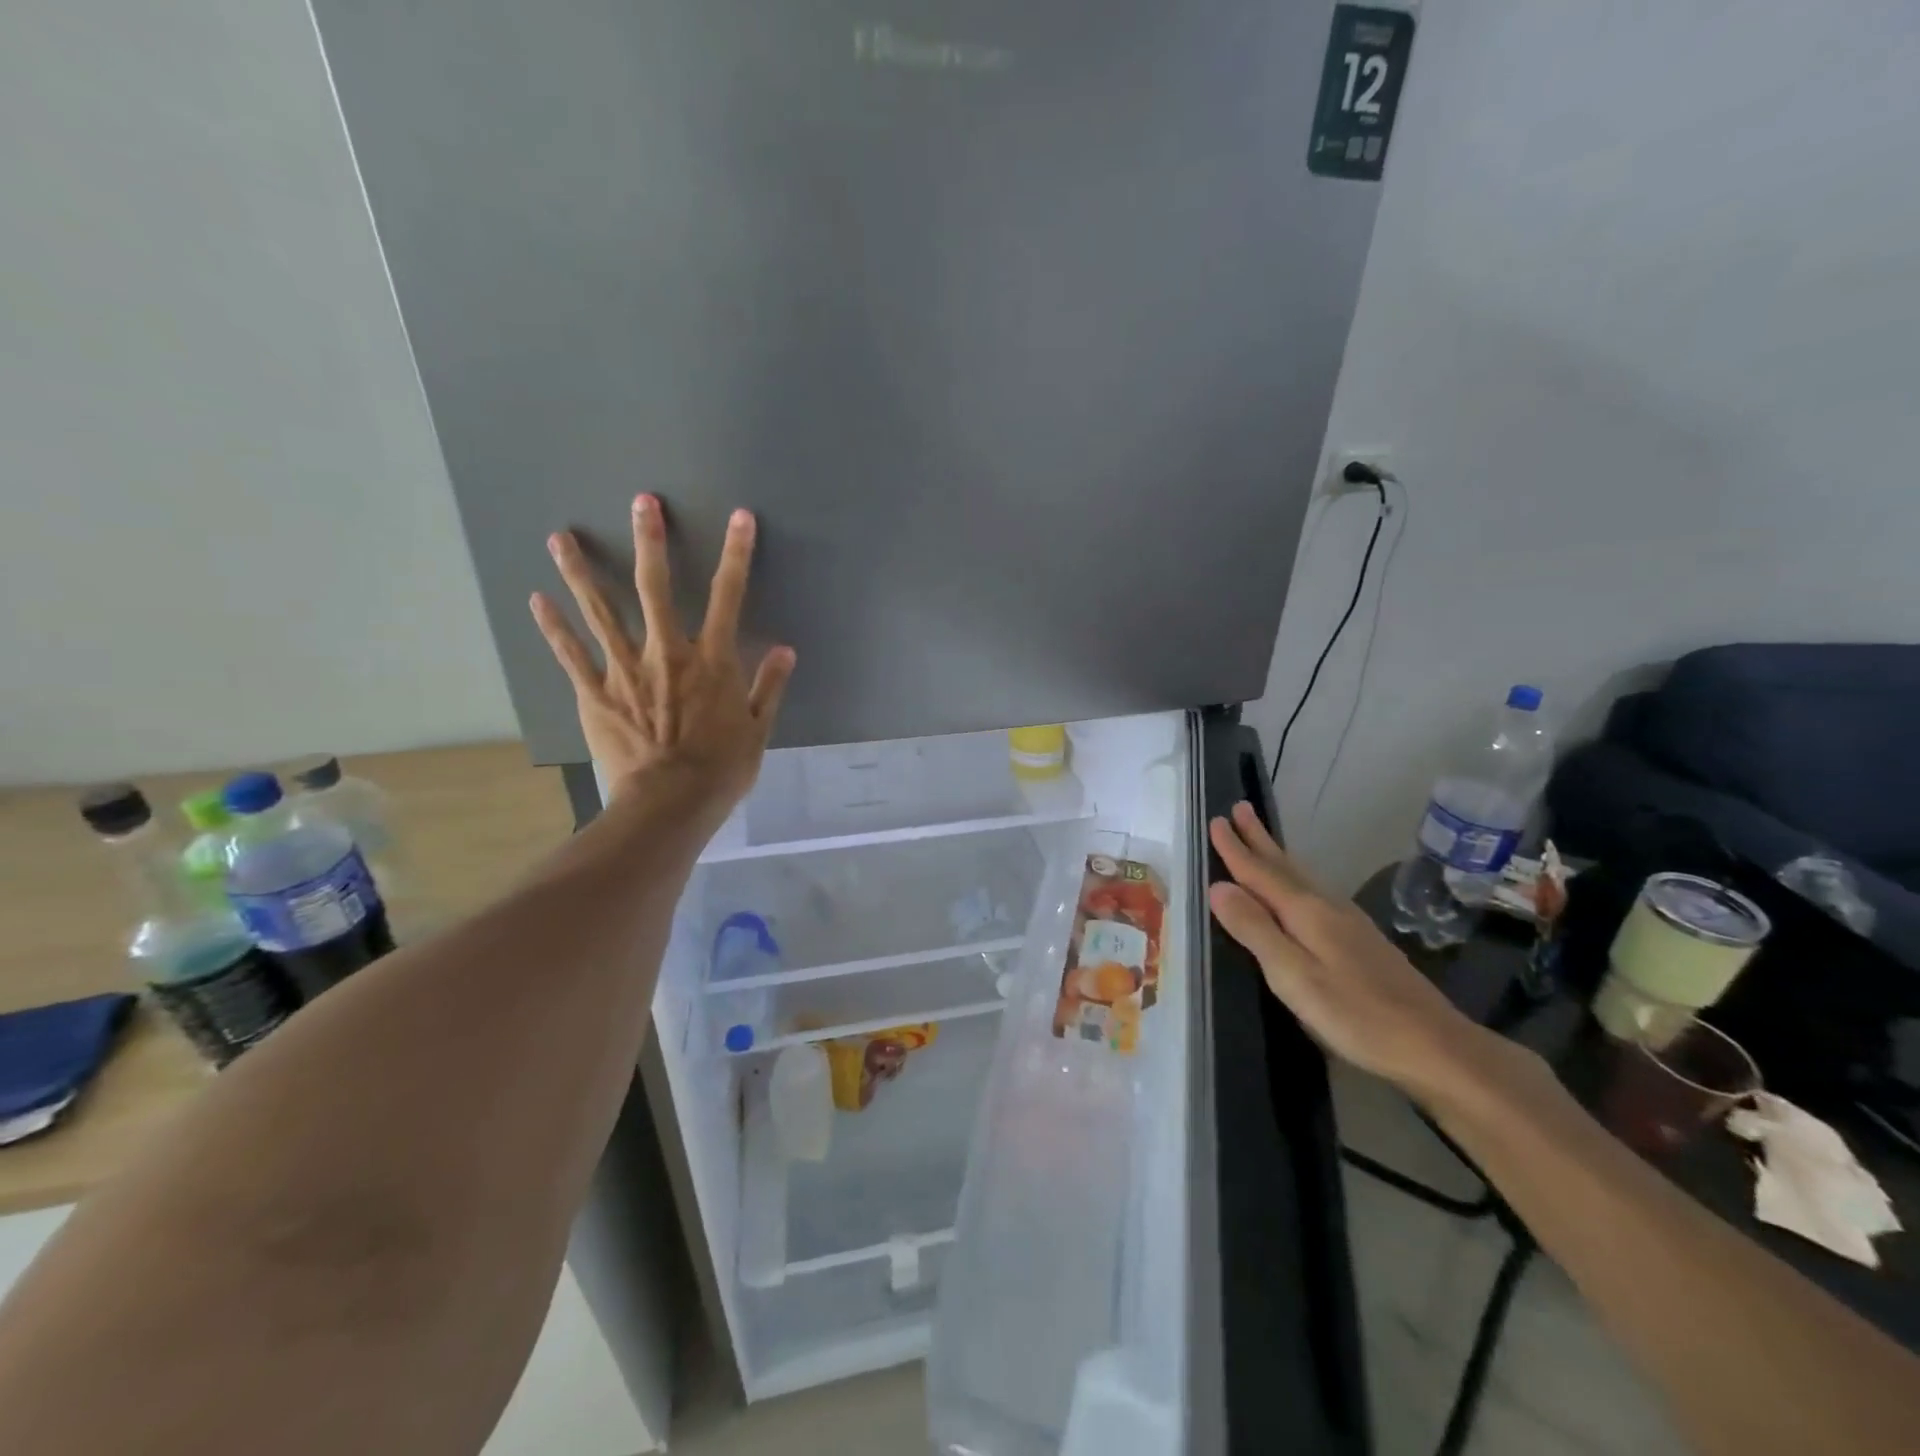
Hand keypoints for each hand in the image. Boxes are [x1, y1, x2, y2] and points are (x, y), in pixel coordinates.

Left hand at [529, 495, 795, 814]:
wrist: (670, 803)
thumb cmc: (721, 769)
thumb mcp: (759, 729)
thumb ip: (769, 686)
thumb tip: (784, 651)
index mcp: (711, 660)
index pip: (728, 596)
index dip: (737, 554)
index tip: (740, 517)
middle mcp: (667, 653)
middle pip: (655, 587)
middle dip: (651, 541)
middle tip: (642, 503)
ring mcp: (624, 670)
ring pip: (600, 611)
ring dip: (581, 572)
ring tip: (561, 538)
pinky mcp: (594, 694)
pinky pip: (571, 654)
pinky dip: (553, 627)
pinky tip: (536, 599)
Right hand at [1208, 802, 1496, 1105]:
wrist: (1435, 1046)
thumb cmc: (1356, 1015)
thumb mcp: (1293, 976)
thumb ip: (1255, 930)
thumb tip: (1218, 887)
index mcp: (1306, 913)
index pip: (1260, 873)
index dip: (1235, 849)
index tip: (1215, 821)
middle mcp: (1327, 907)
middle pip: (1284, 866)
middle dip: (1259, 839)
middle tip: (1239, 808)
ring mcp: (1348, 924)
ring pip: (1302, 877)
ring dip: (1277, 855)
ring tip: (1261, 839)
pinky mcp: (1361, 941)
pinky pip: (1315, 893)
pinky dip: (1295, 879)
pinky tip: (1299, 890)